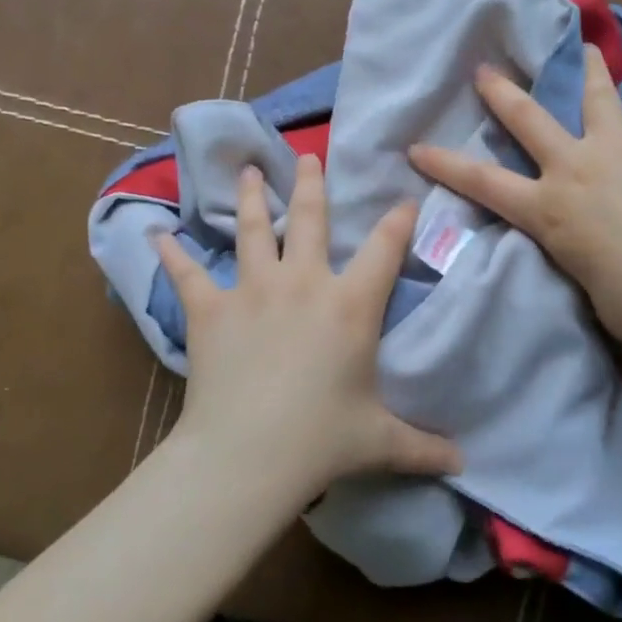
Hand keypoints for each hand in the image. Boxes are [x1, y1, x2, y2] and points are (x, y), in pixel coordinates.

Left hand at [154, 156, 462, 498]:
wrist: (248, 454)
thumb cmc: (321, 440)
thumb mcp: (380, 441)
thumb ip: (423, 447)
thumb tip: (462, 464)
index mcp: (351, 305)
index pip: (385, 249)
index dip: (398, 221)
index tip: (404, 200)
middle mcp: (304, 283)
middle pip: (311, 219)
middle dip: (312, 184)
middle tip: (307, 156)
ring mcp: (253, 290)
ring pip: (254, 230)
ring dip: (251, 198)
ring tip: (248, 172)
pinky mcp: (210, 308)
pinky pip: (187, 274)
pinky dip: (171, 254)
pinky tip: (158, 234)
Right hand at [408, 45, 621, 350]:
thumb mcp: (585, 281)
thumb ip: (578, 251)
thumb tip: (590, 246)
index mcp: (549, 208)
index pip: (483, 182)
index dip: (445, 163)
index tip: (416, 146)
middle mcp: (578, 167)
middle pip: (530, 119)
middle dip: (502, 93)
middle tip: (486, 69)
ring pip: (599, 98)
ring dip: (589, 70)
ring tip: (587, 48)